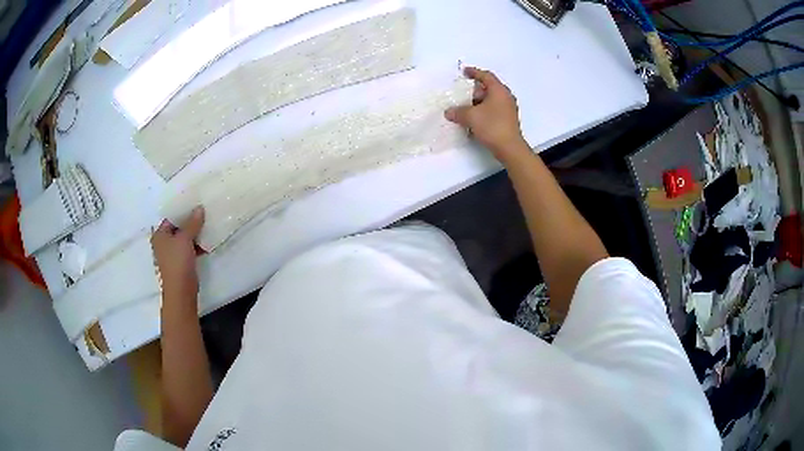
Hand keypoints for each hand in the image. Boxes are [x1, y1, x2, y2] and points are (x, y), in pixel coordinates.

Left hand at [151, 206, 204, 302]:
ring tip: (208, 224)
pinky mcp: (181, 262)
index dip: (183, 210)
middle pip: (178, 227)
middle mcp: (164, 242)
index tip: (196, 204)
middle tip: (204, 212)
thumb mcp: (185, 238)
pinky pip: (189, 248)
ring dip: (195, 233)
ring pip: (185, 238)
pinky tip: (208, 241)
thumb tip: (199, 208)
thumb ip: (192, 223)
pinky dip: (197, 245)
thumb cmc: (178, 261)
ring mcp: (172, 253)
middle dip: (191, 221)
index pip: (171, 217)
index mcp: (160, 235)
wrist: (181, 290)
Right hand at [445, 67, 529, 161]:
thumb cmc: (492, 126)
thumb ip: (458, 112)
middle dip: (475, 90)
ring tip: (467, 108)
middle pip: (489, 88)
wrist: (509, 148)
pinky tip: (475, 119)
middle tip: (464, 94)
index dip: (474, 72)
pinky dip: (484, 110)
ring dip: (479, 102)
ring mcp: (509, 109)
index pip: (486, 76)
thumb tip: (449, 112)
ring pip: (491, 100)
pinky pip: (494, 109)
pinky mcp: (508, 120)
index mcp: (499, 90)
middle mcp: (506, 97)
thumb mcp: (471, 117)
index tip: (465, 71)